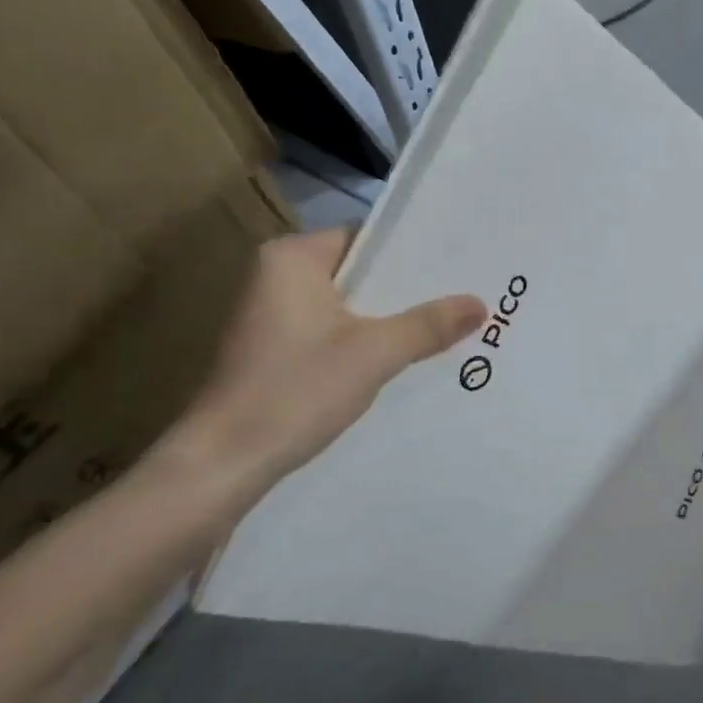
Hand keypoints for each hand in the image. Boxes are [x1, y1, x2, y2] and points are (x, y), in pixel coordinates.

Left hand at [172, 229, 485, 517]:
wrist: (223, 464)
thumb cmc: (295, 391)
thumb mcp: (373, 354)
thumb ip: (427, 325)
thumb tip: (479, 303)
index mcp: (291, 258)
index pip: (366, 238)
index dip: (414, 251)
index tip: (459, 264)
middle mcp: (276, 276)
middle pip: (358, 273)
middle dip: (406, 290)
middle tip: (463, 295)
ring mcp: (271, 316)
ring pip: (347, 306)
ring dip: (387, 319)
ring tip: (446, 324)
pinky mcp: (273, 351)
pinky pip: (332, 332)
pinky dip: (363, 341)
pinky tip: (401, 358)